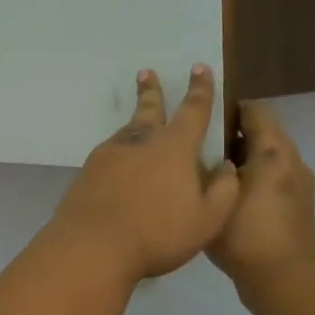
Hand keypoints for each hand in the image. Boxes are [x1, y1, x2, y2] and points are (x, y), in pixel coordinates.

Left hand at [48, 66, 240, 286]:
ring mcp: (109, 155)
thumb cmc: (157, 233)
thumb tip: (227, 166)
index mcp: (174, 148)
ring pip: (126, 131)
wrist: (92, 246)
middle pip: (149, 110)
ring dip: (134, 120)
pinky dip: (119, 151)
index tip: (199, 68)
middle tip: (145, 72)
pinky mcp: (87, 172)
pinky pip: (109, 153)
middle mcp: (140, 143)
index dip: (200, 89)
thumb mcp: (207, 219)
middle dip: (151, 91)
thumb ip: (223, 191)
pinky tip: (118, 161)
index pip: (193, 111)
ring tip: (138, 118)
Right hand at [209, 101, 314, 312]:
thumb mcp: (216, 195)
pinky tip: (228, 198)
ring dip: (243, 159)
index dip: (228, 108)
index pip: (254, 111)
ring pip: (268, 158)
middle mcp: (292, 162)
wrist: (281, 280)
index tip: (201, 117)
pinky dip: (254, 179)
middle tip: (198, 147)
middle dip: (232, 135)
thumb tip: (206, 152)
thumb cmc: (245, 233)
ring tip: (210, 173)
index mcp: (274, 152)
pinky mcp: (298, 206)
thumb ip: (209, 167)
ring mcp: (300, 185)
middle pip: (263, 134)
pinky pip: (274, 179)